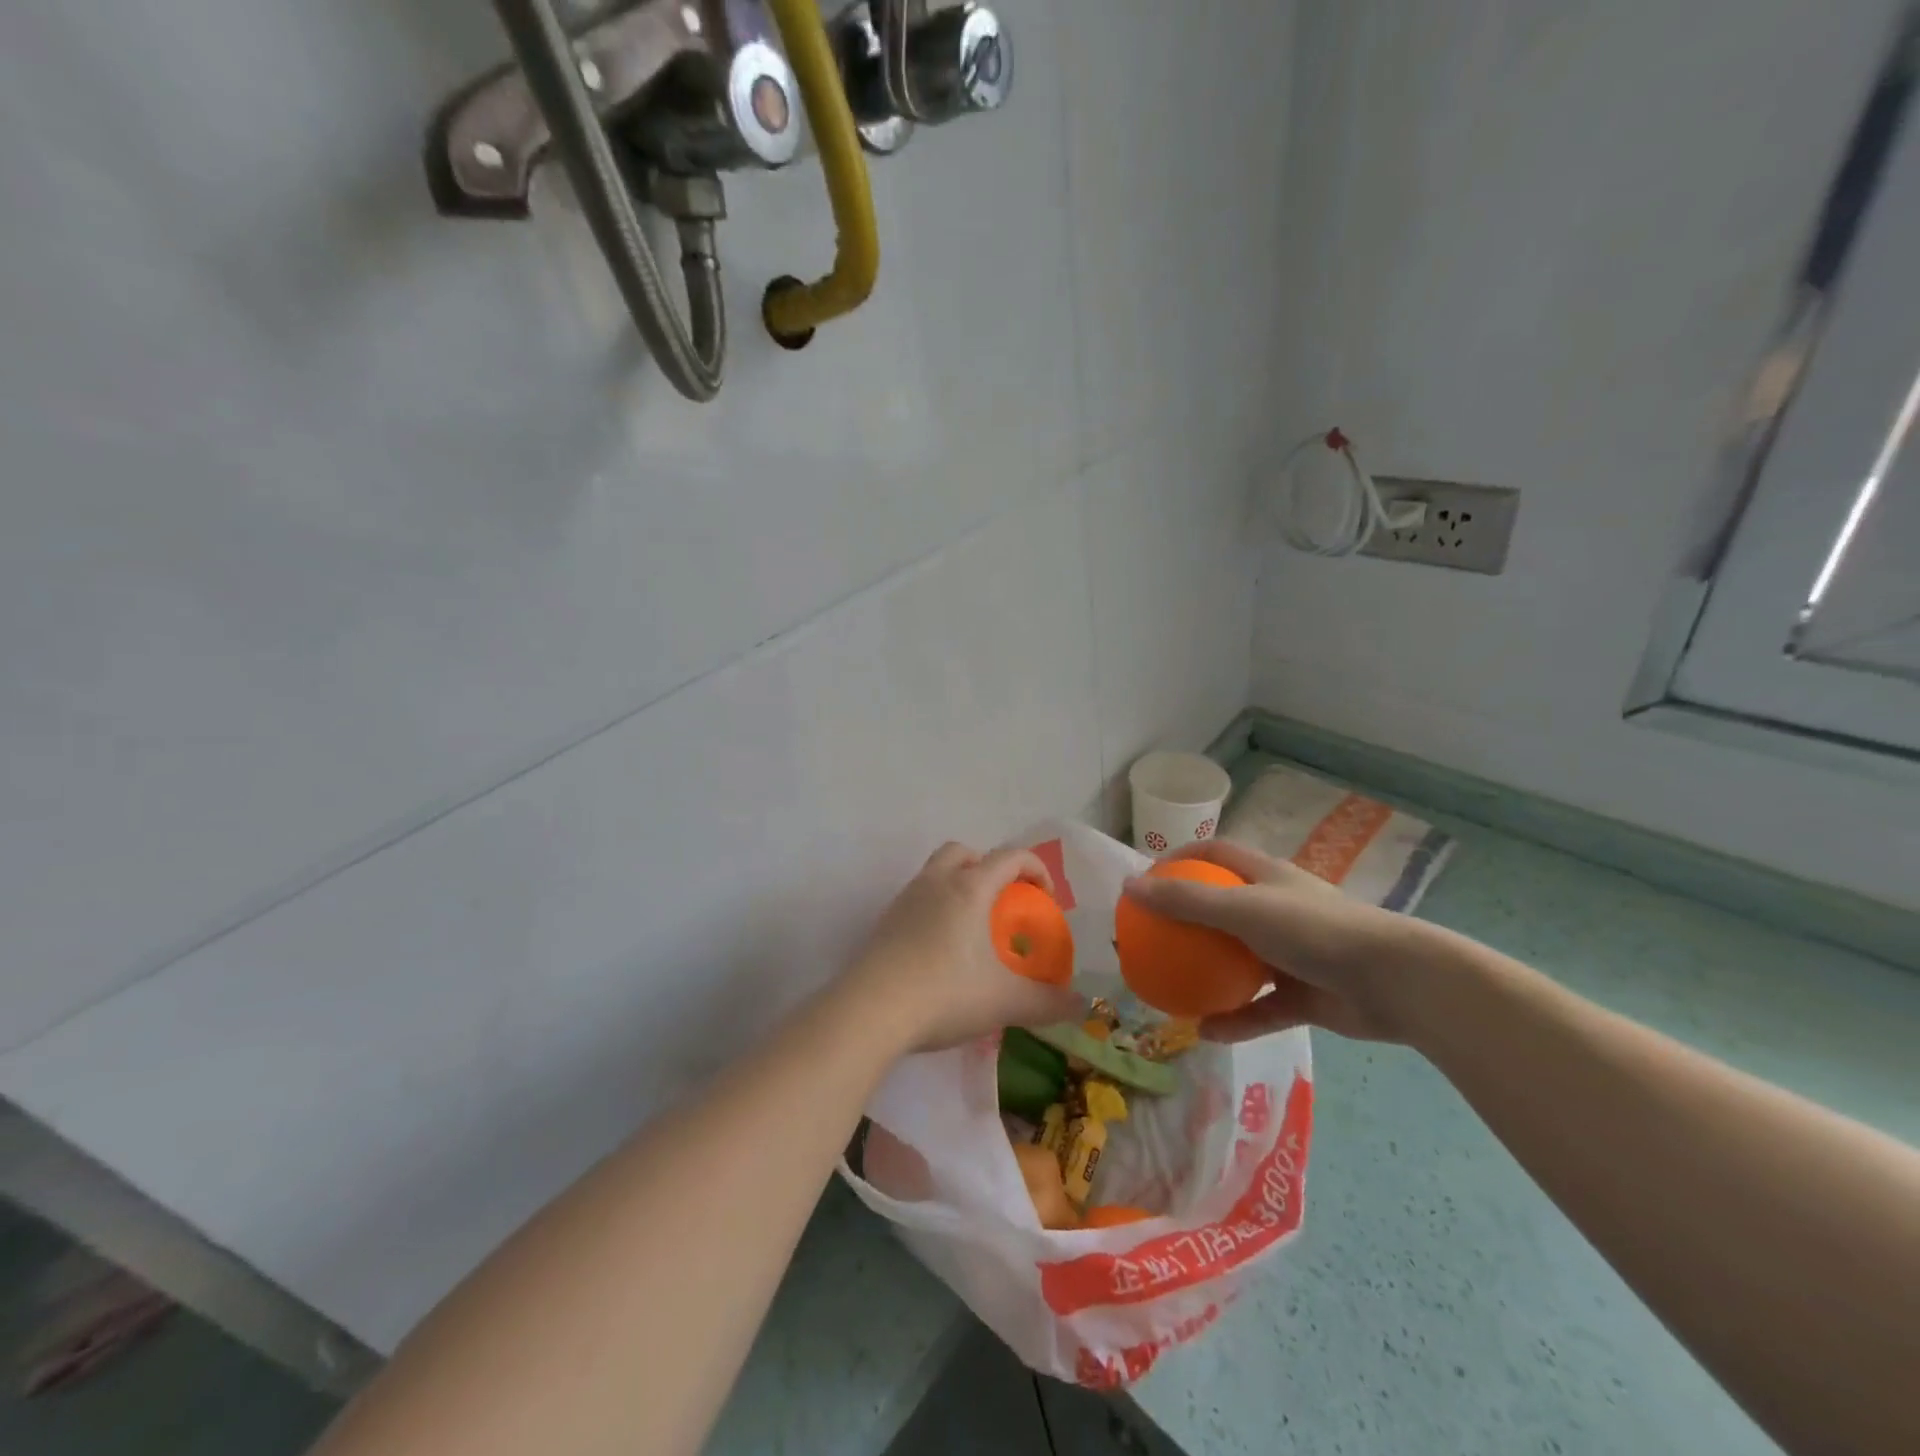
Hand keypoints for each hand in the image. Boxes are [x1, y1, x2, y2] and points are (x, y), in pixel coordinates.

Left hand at [841, 843, 1084, 1052]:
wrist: (870, 1011)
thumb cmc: (945, 994)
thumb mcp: (1004, 1002)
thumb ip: (1047, 1002)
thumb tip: (1080, 1006)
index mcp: (969, 887)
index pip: (1010, 856)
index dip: (1035, 869)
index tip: (1046, 899)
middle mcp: (936, 882)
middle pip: (965, 853)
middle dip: (989, 868)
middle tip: (1002, 902)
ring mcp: (905, 900)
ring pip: (936, 872)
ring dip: (959, 886)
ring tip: (973, 928)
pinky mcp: (884, 922)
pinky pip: (917, 899)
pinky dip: (935, 909)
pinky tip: (941, 950)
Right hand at [1120, 840, 1436, 1043]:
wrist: (1394, 982)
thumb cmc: (1314, 930)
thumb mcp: (1242, 909)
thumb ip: (1185, 900)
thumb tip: (1128, 886)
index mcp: (1265, 877)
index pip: (1215, 854)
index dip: (1180, 859)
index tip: (1148, 879)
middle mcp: (1276, 910)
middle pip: (1222, 908)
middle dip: (1187, 923)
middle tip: (1151, 939)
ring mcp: (1291, 954)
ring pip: (1238, 962)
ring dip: (1208, 975)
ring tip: (1170, 988)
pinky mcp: (1304, 995)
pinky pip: (1260, 1008)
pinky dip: (1235, 1019)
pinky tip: (1205, 1033)